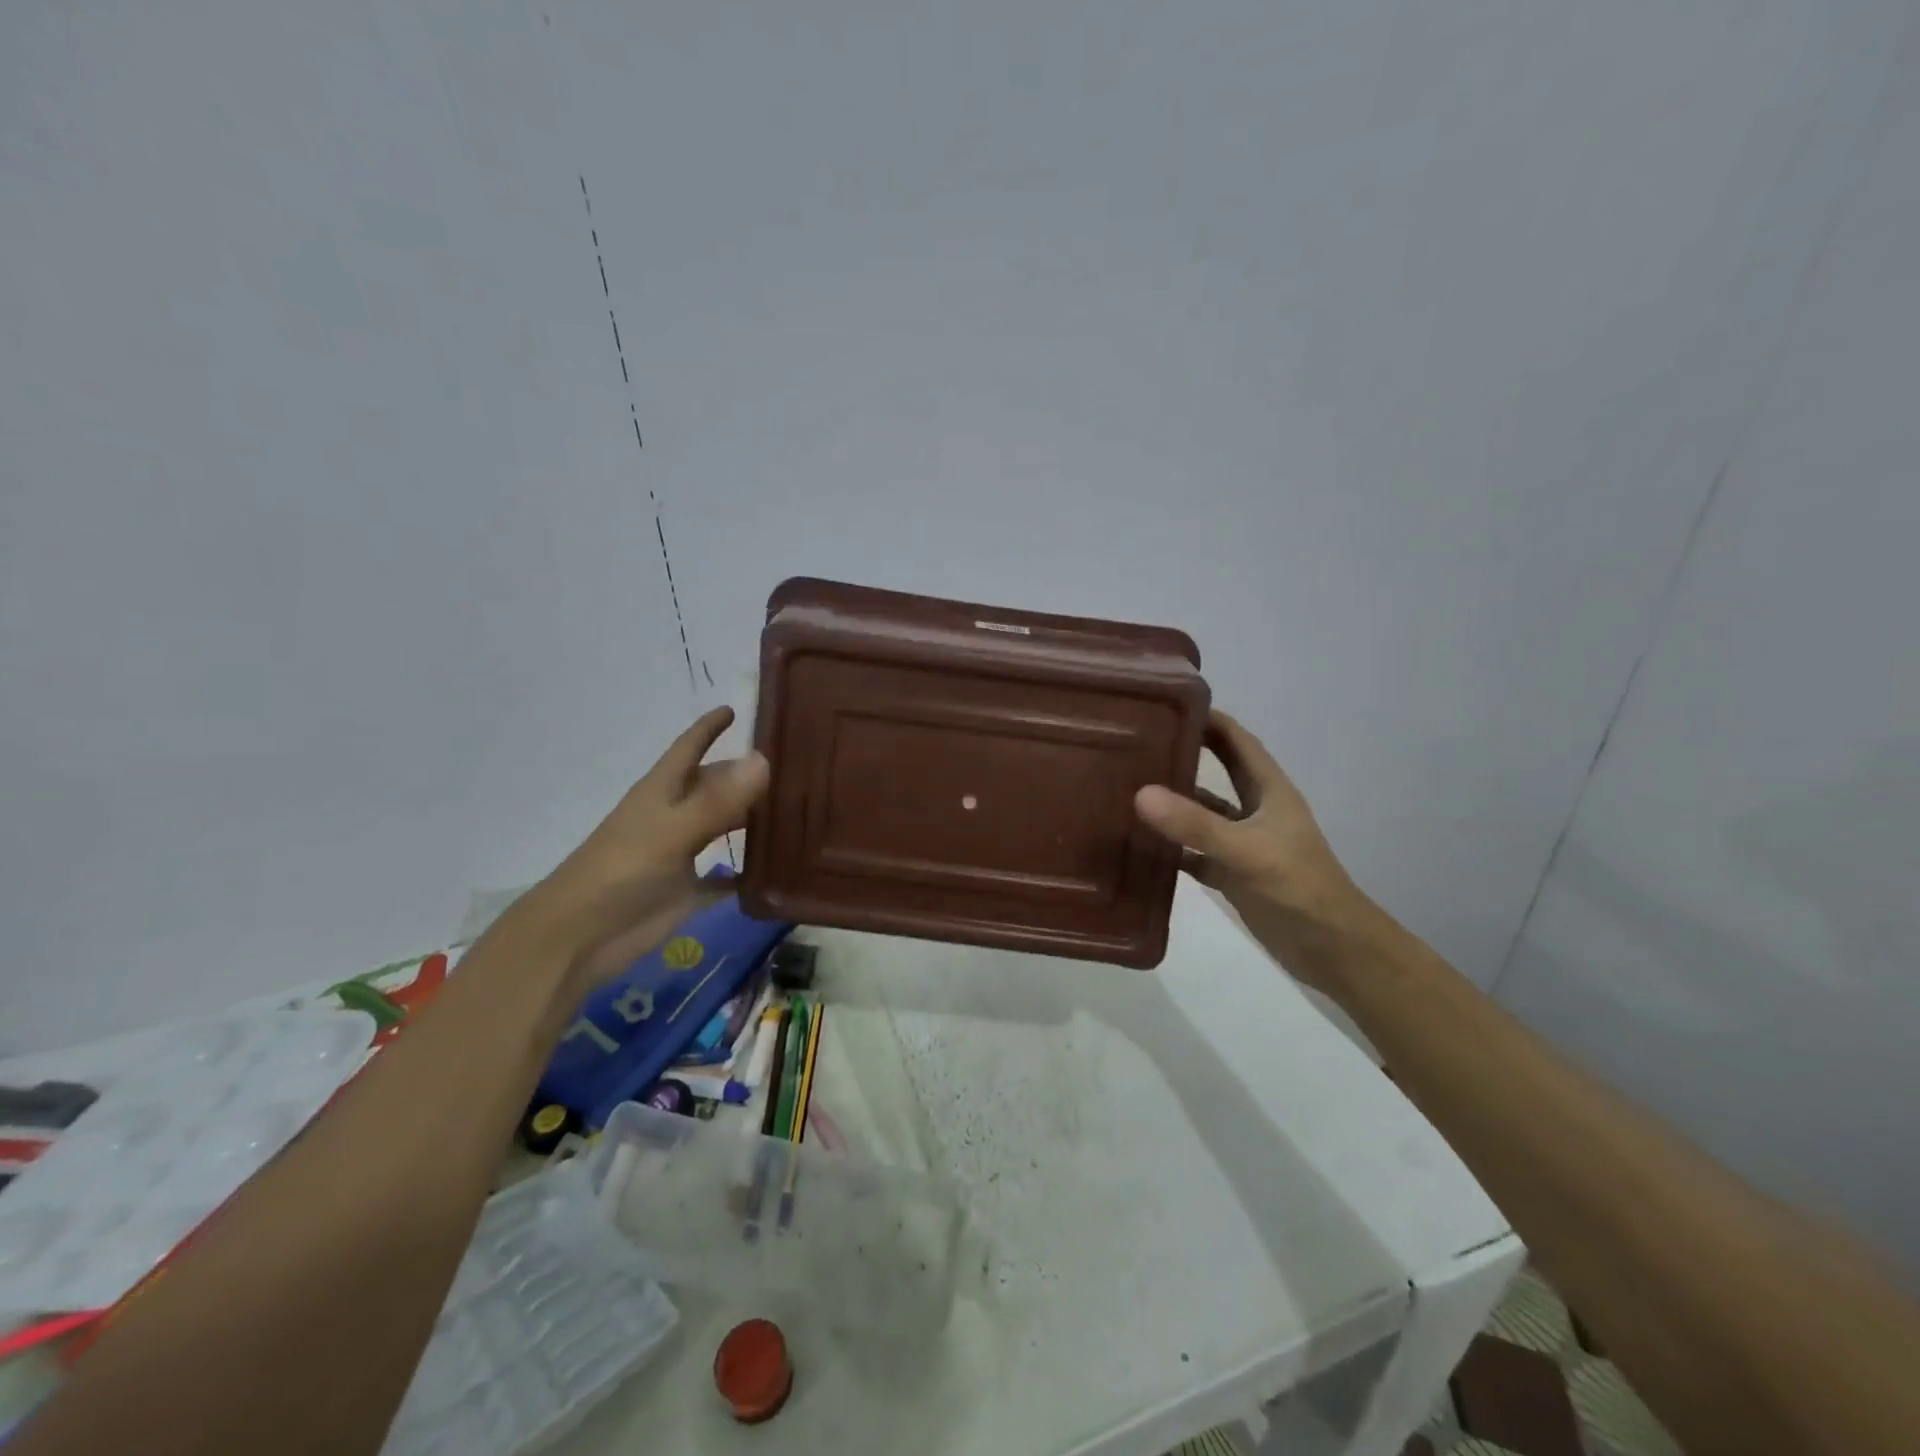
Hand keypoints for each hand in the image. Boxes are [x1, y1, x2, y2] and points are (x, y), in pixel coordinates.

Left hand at [523, 706, 770, 986]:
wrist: (579, 937)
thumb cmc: (621, 871)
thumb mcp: (673, 830)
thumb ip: (718, 800)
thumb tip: (763, 758)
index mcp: (662, 792)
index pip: (689, 747)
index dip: (708, 728)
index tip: (734, 709)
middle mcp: (674, 816)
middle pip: (713, 786)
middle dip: (744, 774)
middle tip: (793, 766)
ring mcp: (680, 854)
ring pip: (722, 827)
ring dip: (752, 820)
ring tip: (797, 810)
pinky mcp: (686, 891)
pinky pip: (725, 876)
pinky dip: (746, 872)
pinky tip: (778, 869)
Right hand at [1135, 710, 1372, 991]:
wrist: (1331, 949)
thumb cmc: (1297, 886)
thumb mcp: (1247, 851)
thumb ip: (1195, 825)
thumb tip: (1141, 794)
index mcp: (1269, 790)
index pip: (1237, 741)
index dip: (1209, 719)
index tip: (1167, 704)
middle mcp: (1255, 810)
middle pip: (1217, 771)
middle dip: (1184, 754)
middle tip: (1137, 741)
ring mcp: (1243, 843)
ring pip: (1202, 813)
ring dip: (1173, 802)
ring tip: (1128, 788)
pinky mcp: (1232, 873)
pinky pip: (1194, 852)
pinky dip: (1171, 847)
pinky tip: (1138, 845)